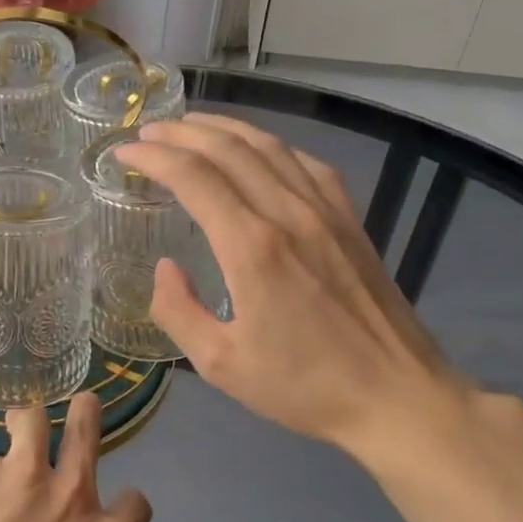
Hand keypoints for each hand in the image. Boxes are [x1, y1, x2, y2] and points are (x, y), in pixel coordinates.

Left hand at [0, 395, 153, 521]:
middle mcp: (68, 494)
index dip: (129, 509)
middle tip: (82, 409)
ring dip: (30, 423)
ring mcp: (18, 478)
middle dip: (88, 413)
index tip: (116, 518)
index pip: (137, 502)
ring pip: (32, 419)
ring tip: (20, 431)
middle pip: (87, 428)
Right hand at [119, 115, 475, 473]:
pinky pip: (307, 164)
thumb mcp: (221, 365)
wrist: (397, 396)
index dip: (154, 157)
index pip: (194, 177)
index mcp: (252, 247)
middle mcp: (288, 214)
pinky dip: (273, 146)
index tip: (125, 151)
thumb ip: (179, 312)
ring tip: (192, 125)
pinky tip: (260, 150)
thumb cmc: (305, 387)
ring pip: (269, 147)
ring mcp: (326, 212)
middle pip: (229, 149)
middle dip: (182, 132)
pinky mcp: (350, 220)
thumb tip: (165, 268)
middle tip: (149, 130)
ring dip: (224, 129)